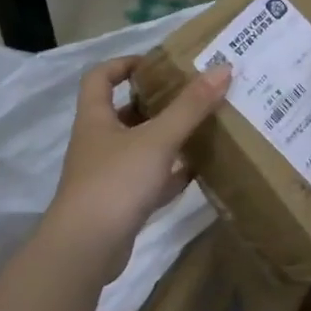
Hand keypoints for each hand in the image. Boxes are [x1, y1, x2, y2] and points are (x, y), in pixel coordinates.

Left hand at [45, 57, 231, 282]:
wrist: (87, 247)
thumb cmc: (116, 182)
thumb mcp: (157, 139)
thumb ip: (190, 107)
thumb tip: (223, 68)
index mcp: (95, 119)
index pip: (100, 78)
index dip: (123, 64)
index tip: (156, 63)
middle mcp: (97, 144)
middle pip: (123, 113)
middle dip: (154, 103)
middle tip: (190, 95)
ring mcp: (107, 176)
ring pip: (138, 148)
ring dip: (165, 138)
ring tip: (200, 128)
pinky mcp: (120, 204)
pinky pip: (148, 181)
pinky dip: (169, 174)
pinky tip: (195, 171)